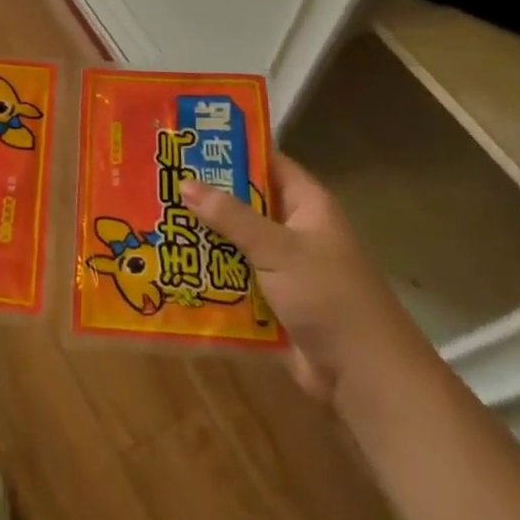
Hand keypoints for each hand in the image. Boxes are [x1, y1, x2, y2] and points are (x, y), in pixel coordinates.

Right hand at [181, 153, 411, 407]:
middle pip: (245, 203)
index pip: (266, 163)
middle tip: (159, 183)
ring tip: (155, 221)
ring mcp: (284, 266)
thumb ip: (231, 217)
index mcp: (307, 204)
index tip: (187, 143)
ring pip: (236, 242)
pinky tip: (172, 268)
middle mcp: (295, 229)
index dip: (231, 151)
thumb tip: (185, 182)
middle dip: (207, 197)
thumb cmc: (328, 296)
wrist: (364, 376)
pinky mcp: (273, 300)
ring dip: (205, 238)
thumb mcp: (278, 249)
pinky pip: (235, 278)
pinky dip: (211, 275)